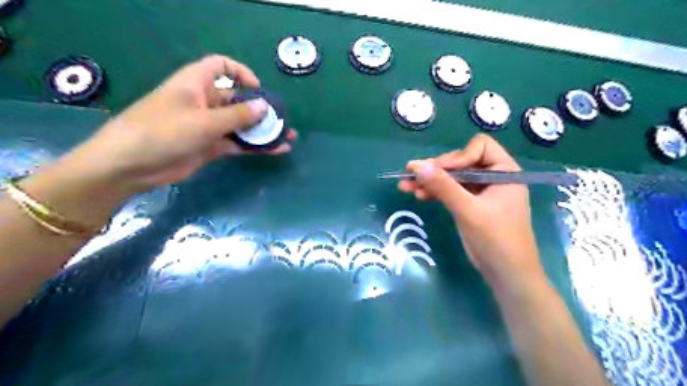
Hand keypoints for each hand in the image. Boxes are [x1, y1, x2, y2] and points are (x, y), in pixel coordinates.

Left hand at [68, 55, 296, 188]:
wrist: (132, 166)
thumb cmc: (163, 131)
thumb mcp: (204, 121)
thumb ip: (238, 115)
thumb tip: (265, 107)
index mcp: (196, 83)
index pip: (220, 66)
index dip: (241, 73)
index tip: (258, 89)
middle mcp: (204, 102)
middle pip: (238, 100)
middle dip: (262, 109)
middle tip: (284, 120)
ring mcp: (208, 125)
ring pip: (241, 124)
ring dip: (262, 131)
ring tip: (287, 137)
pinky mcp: (211, 146)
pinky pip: (237, 143)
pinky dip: (254, 146)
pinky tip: (274, 150)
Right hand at [400, 135, 544, 284]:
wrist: (506, 275)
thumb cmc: (495, 240)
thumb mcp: (468, 210)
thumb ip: (443, 186)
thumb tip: (417, 165)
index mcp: (504, 171)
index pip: (479, 147)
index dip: (458, 156)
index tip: (439, 171)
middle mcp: (493, 177)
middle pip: (461, 162)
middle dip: (436, 170)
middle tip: (409, 175)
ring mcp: (482, 191)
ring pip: (453, 178)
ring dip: (431, 182)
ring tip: (406, 186)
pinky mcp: (472, 204)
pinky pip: (452, 192)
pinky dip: (436, 192)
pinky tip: (420, 196)